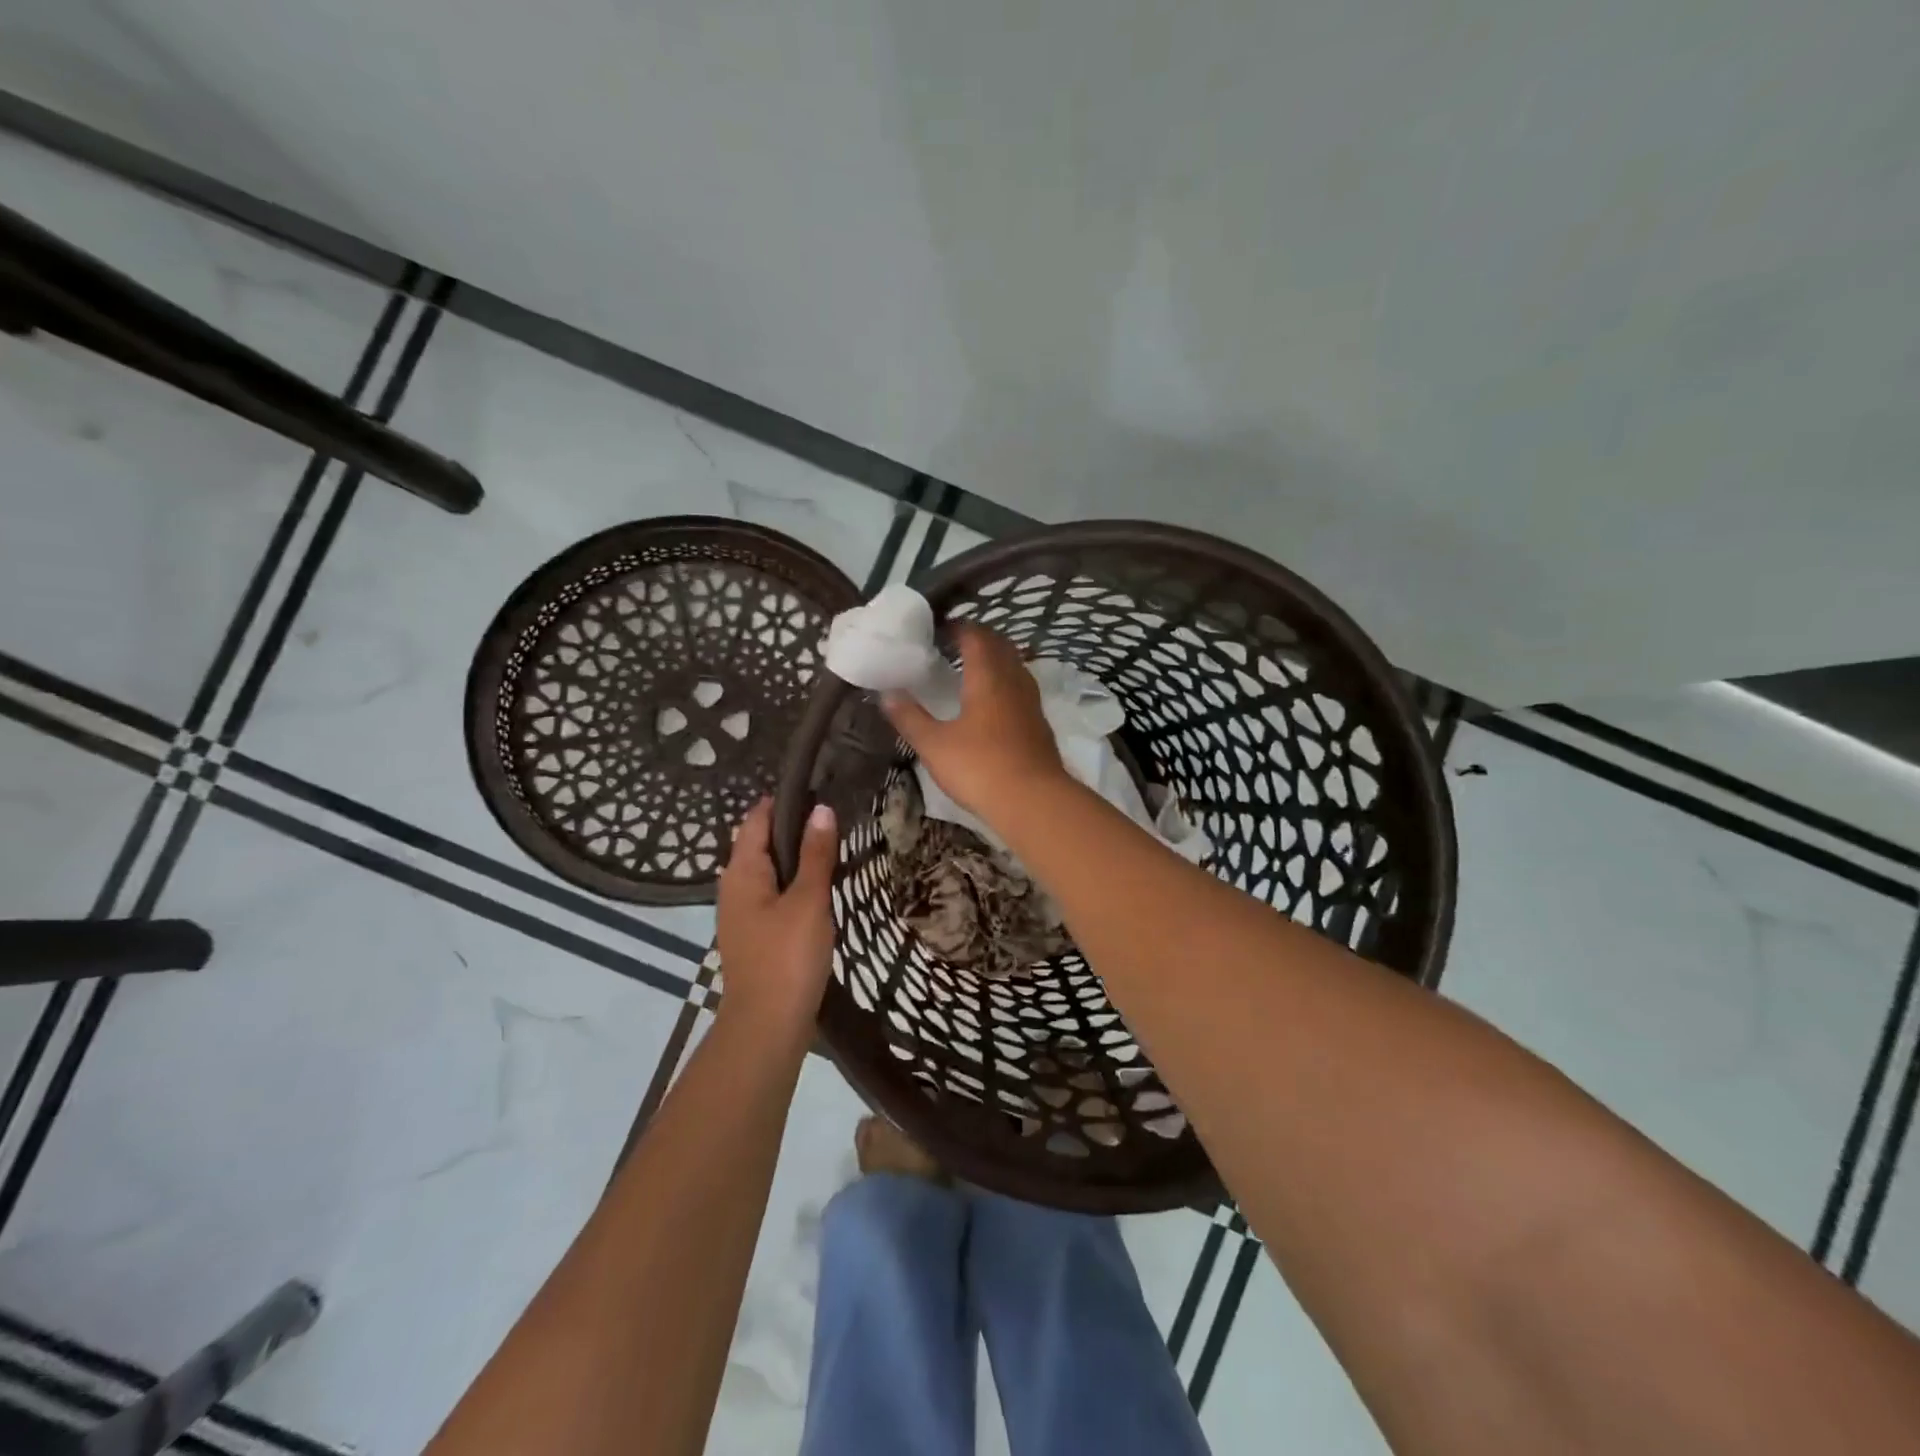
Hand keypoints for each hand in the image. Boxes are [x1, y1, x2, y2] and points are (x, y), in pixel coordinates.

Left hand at [715, 797, 838, 1040]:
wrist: (767, 1025)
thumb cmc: (787, 956)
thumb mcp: (808, 900)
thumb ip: (816, 854)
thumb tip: (821, 809)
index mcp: (741, 871)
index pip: (756, 819)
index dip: (783, 801)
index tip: (817, 788)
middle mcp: (733, 886)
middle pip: (759, 843)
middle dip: (790, 827)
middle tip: (831, 816)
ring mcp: (741, 913)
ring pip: (766, 870)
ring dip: (792, 856)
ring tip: (829, 845)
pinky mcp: (753, 934)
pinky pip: (771, 893)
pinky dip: (791, 882)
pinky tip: (816, 887)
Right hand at [882, 623, 1065, 824]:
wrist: (1034, 802)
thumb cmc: (979, 767)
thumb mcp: (934, 745)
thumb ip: (909, 717)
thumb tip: (886, 693)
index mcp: (988, 676)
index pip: (976, 636)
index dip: (958, 627)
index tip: (938, 628)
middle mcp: (1014, 681)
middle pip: (1000, 646)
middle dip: (979, 639)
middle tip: (953, 645)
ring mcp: (1031, 702)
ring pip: (1015, 667)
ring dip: (995, 661)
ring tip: (972, 671)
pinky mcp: (1040, 724)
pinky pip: (1021, 690)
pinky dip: (1005, 684)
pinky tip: (992, 705)